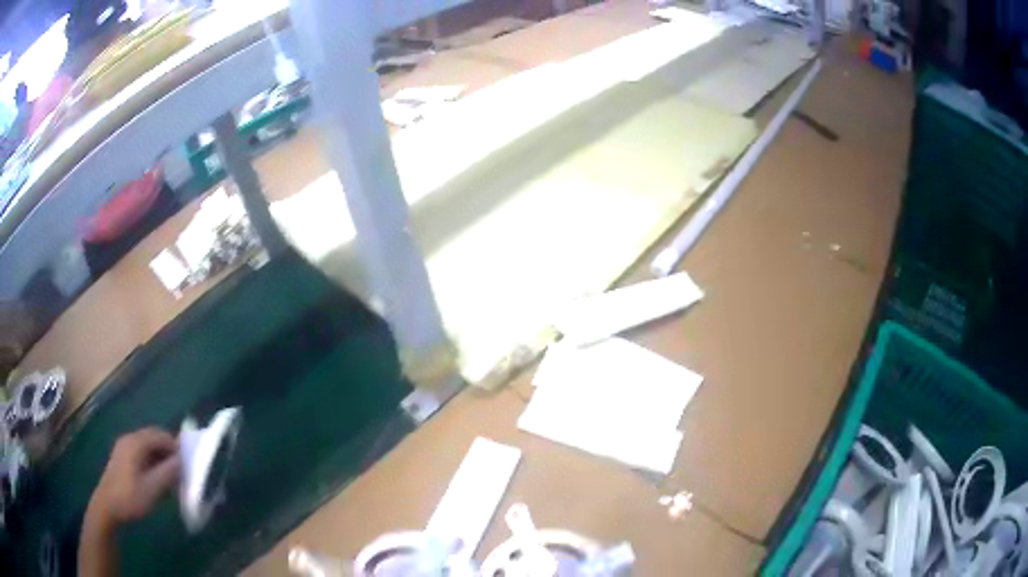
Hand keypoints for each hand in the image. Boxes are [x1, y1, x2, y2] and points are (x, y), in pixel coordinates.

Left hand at [86, 428, 180, 527]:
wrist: (107, 506)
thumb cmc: (130, 497)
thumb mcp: (152, 488)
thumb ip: (168, 472)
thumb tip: (182, 460)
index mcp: (136, 442)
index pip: (161, 435)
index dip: (176, 447)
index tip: (188, 464)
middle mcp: (129, 439)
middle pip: (153, 437)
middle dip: (168, 452)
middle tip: (180, 472)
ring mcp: (124, 447)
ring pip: (148, 446)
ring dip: (160, 458)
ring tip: (170, 478)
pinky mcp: (122, 457)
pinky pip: (141, 452)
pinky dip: (152, 461)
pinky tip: (156, 479)